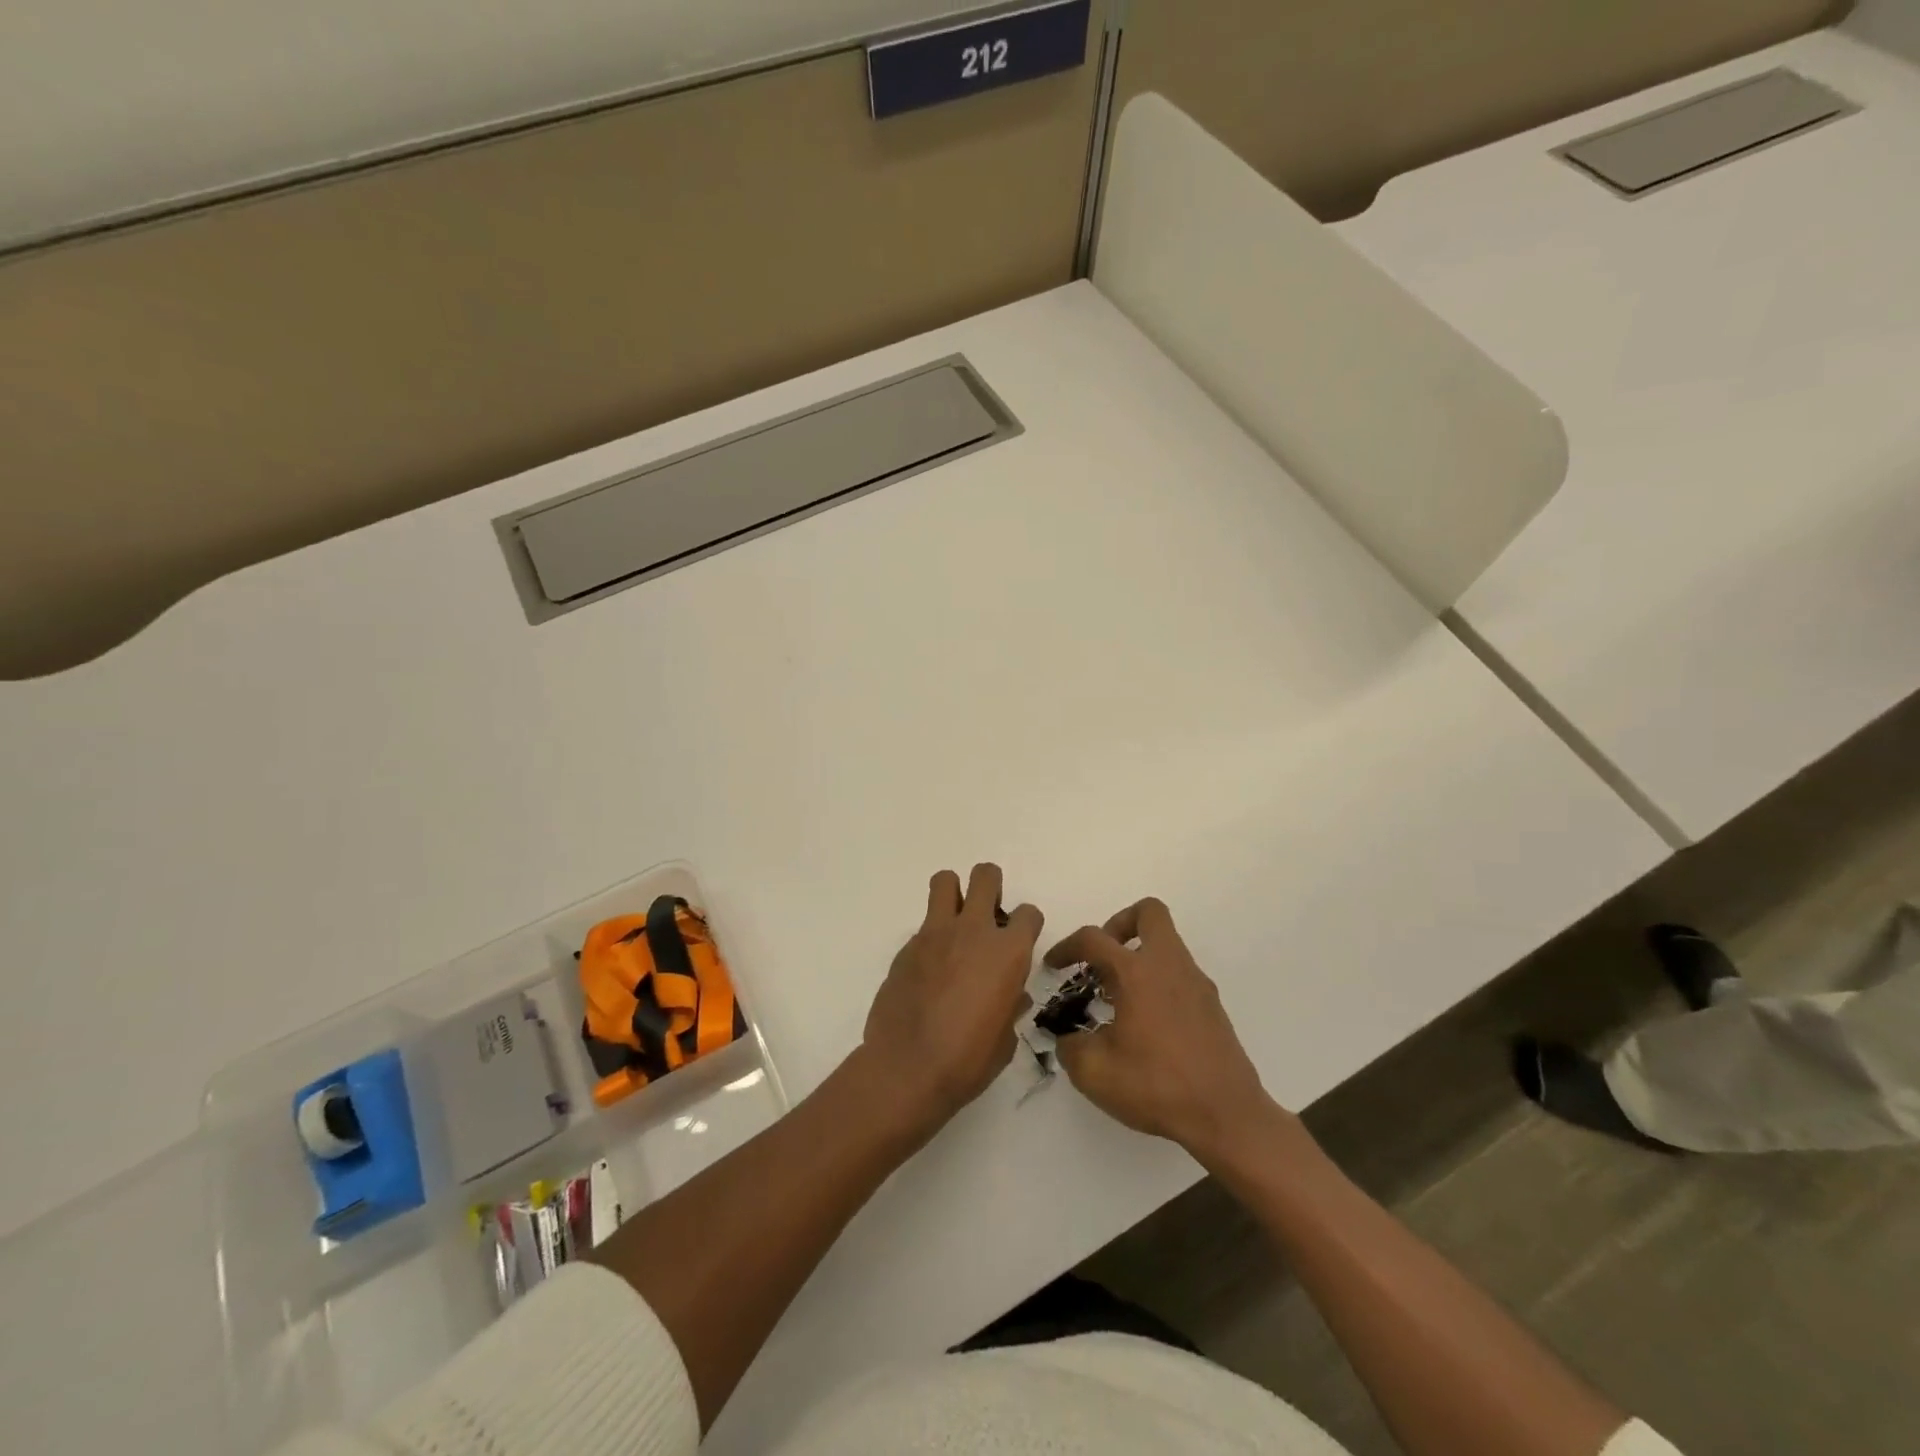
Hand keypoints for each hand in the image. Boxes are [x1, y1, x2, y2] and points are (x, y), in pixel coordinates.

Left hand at [860, 863, 1043, 1124]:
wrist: (907, 1068)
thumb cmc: (967, 1060)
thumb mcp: (1005, 1039)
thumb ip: (1011, 1006)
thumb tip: (1011, 996)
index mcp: (1008, 952)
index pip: (1028, 913)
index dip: (1027, 925)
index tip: (1020, 942)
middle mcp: (974, 931)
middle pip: (986, 876)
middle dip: (991, 887)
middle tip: (988, 917)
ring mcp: (936, 933)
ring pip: (945, 881)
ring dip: (954, 894)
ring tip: (956, 923)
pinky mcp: (907, 946)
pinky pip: (924, 924)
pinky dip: (931, 937)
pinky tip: (930, 969)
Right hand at [1047, 898, 1283, 1160]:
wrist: (1227, 1116)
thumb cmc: (1157, 1086)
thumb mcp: (1095, 1073)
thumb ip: (1070, 1048)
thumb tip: (1069, 1039)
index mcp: (1137, 973)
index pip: (1093, 939)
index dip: (1067, 947)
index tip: (1054, 965)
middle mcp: (1169, 966)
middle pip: (1149, 913)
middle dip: (1119, 924)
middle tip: (1102, 958)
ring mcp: (1196, 983)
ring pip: (1166, 944)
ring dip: (1139, 956)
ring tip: (1118, 996)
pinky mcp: (1212, 1005)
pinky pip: (1179, 974)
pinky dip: (1158, 981)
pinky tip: (1145, 1021)